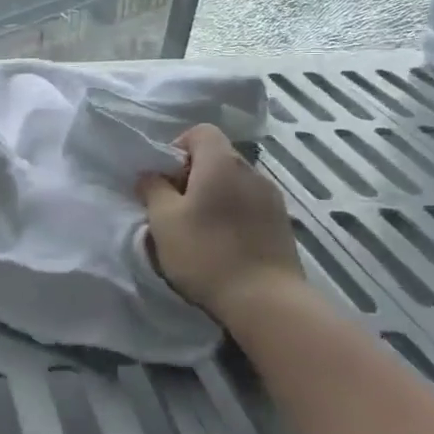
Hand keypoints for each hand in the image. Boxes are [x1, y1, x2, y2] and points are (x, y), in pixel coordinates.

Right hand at [139, 124, 305, 322]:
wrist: (266, 301)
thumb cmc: (207, 253)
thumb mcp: (164, 221)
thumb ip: (153, 189)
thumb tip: (151, 175)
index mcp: (221, 162)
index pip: (200, 132)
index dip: (178, 148)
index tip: (165, 180)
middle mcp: (251, 171)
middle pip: (218, 157)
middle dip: (193, 175)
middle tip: (175, 208)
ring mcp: (272, 198)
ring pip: (234, 184)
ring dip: (215, 197)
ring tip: (200, 230)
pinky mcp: (282, 225)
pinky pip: (250, 206)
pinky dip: (234, 215)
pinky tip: (223, 245)